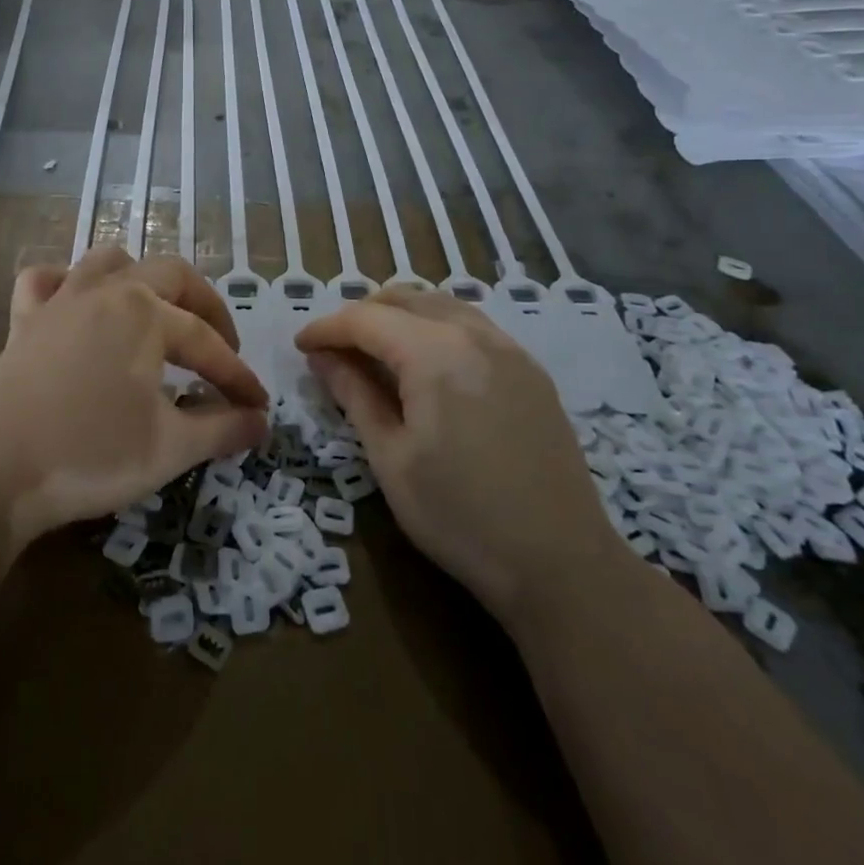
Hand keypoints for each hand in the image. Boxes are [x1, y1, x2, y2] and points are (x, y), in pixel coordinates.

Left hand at [0, 247, 268, 549]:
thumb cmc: (92, 455)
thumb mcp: (170, 448)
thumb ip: (223, 428)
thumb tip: (262, 421)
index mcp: (145, 312)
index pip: (207, 343)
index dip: (238, 376)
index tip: (258, 406)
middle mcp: (106, 290)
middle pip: (171, 276)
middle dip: (206, 308)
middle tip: (223, 349)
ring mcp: (60, 300)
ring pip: (109, 261)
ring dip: (142, 279)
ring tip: (157, 314)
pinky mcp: (25, 320)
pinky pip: (45, 280)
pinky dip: (65, 283)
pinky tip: (77, 306)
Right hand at [295, 289, 621, 622]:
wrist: (562, 564)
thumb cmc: (460, 517)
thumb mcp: (391, 459)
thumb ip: (355, 396)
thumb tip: (323, 358)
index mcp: (434, 354)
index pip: (365, 319)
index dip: (326, 329)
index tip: (300, 347)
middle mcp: (474, 335)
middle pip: (404, 299)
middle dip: (361, 315)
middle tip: (334, 350)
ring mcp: (509, 350)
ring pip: (441, 305)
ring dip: (400, 315)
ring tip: (375, 350)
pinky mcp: (530, 371)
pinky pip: (472, 325)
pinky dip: (436, 327)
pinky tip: (426, 363)